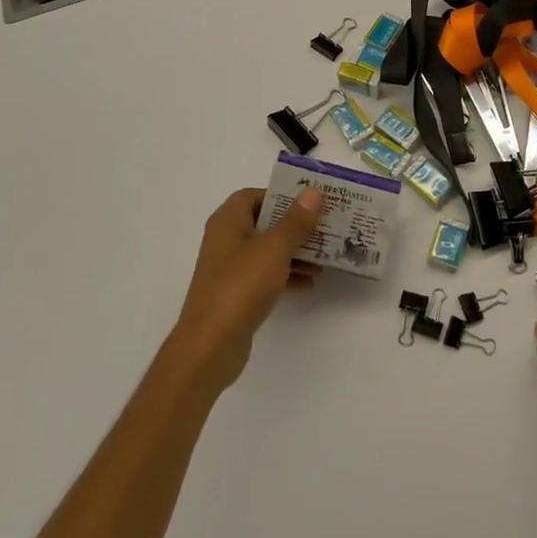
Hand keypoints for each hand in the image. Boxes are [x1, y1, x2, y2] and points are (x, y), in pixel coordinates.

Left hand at [171, 187, 324, 392]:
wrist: (210, 345)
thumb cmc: (241, 286)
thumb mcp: (274, 248)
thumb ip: (295, 220)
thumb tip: (312, 192)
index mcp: (228, 221)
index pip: (255, 195)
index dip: (282, 195)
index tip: (310, 202)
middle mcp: (226, 240)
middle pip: (264, 223)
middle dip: (295, 225)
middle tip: (326, 227)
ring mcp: (229, 269)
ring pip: (268, 251)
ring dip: (295, 252)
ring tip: (325, 258)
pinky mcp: (236, 294)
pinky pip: (266, 276)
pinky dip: (286, 275)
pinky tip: (311, 283)